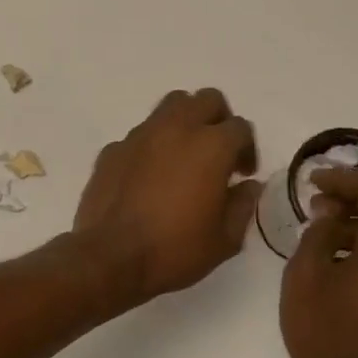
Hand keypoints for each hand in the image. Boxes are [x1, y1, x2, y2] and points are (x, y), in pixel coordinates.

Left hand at [73, 88, 260, 305]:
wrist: (110, 258)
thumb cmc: (174, 250)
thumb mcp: (225, 239)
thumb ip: (243, 205)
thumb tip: (248, 186)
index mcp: (211, 146)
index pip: (240, 127)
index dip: (247, 149)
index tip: (241, 175)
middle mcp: (176, 129)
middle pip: (206, 100)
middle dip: (218, 120)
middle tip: (217, 152)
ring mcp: (140, 135)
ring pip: (170, 106)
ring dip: (184, 123)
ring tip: (183, 156)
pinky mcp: (112, 149)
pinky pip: (139, 136)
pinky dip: (151, 147)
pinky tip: (148, 177)